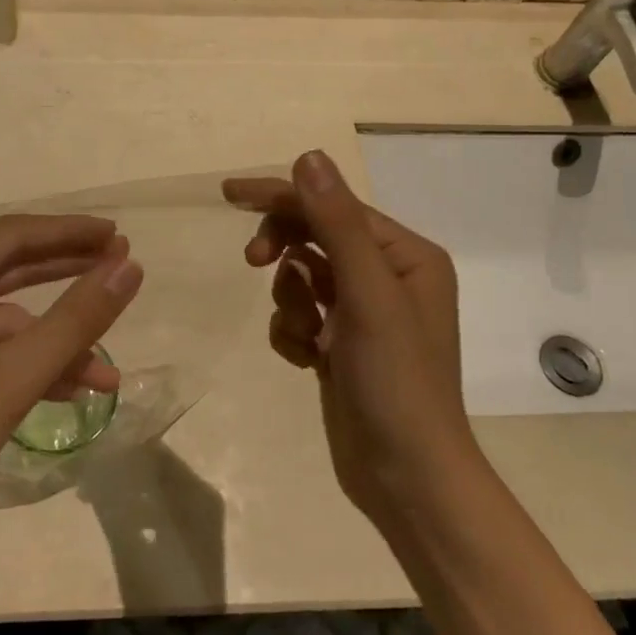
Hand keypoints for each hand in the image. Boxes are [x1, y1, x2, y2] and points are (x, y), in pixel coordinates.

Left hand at [0, 215, 142, 548]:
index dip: (72, 233)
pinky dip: (21, 364)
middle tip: (121, 269)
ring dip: (51, 342)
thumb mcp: (13, 377)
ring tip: (106, 371)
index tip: (120, 235)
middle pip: (6, 268)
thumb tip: (129, 268)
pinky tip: (66, 391)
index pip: (13, 235)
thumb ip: (76, 319)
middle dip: (66, 275)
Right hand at [224, 151, 469, 535]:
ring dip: (291, 303)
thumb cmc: (396, 380)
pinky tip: (307, 361)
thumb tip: (308, 157)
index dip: (282, 197)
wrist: (406, 477)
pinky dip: (292, 333)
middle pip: (314, 238)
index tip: (229, 194)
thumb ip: (337, 223)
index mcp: (405, 256)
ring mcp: (362, 314)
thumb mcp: (367, 295)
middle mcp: (387, 277)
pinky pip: (298, 317)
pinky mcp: (340, 346)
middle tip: (252, 261)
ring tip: (309, 337)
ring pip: (300, 279)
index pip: (333, 207)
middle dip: (282, 250)